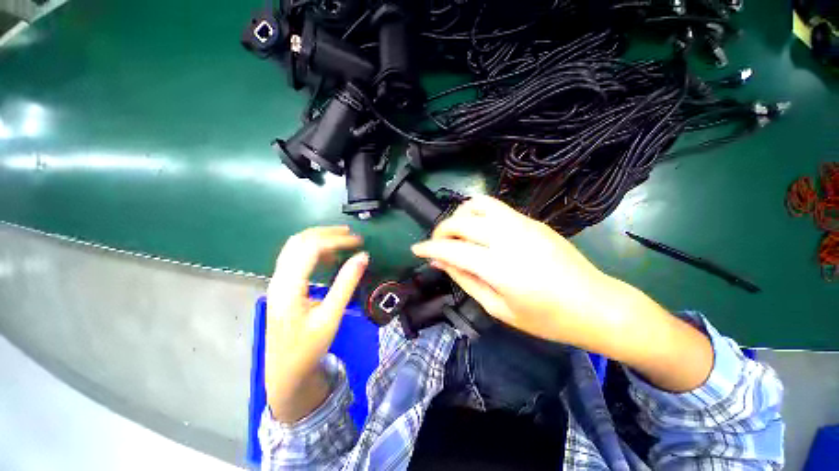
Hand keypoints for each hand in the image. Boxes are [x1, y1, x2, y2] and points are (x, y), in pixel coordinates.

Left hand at [266, 226, 367, 421]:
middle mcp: (279, 279)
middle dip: (327, 233)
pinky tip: (330, 256)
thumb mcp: (331, 317)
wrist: (284, 372)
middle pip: (299, 241)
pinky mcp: (282, 285)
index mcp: (289, 287)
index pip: (310, 248)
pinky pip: (296, 257)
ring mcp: (278, 281)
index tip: (358, 241)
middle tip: (352, 235)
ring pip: (295, 246)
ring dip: (320, 238)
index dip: (336, 239)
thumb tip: (363, 256)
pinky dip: (314, 250)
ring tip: (343, 240)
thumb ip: (346, 283)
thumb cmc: (308, 347)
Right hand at [411, 195, 612, 346]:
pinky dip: (477, 214)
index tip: (415, 249)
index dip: (429, 247)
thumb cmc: (546, 318)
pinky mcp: (531, 220)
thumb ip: (465, 279)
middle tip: (436, 244)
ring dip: (459, 215)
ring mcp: (521, 224)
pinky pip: (495, 208)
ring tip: (456, 232)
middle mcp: (507, 237)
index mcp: (498, 266)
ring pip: (477, 204)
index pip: (451, 248)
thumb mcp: (498, 308)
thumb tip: (440, 262)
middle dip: (440, 230)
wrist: (596, 304)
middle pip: (461, 221)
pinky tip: (478, 231)